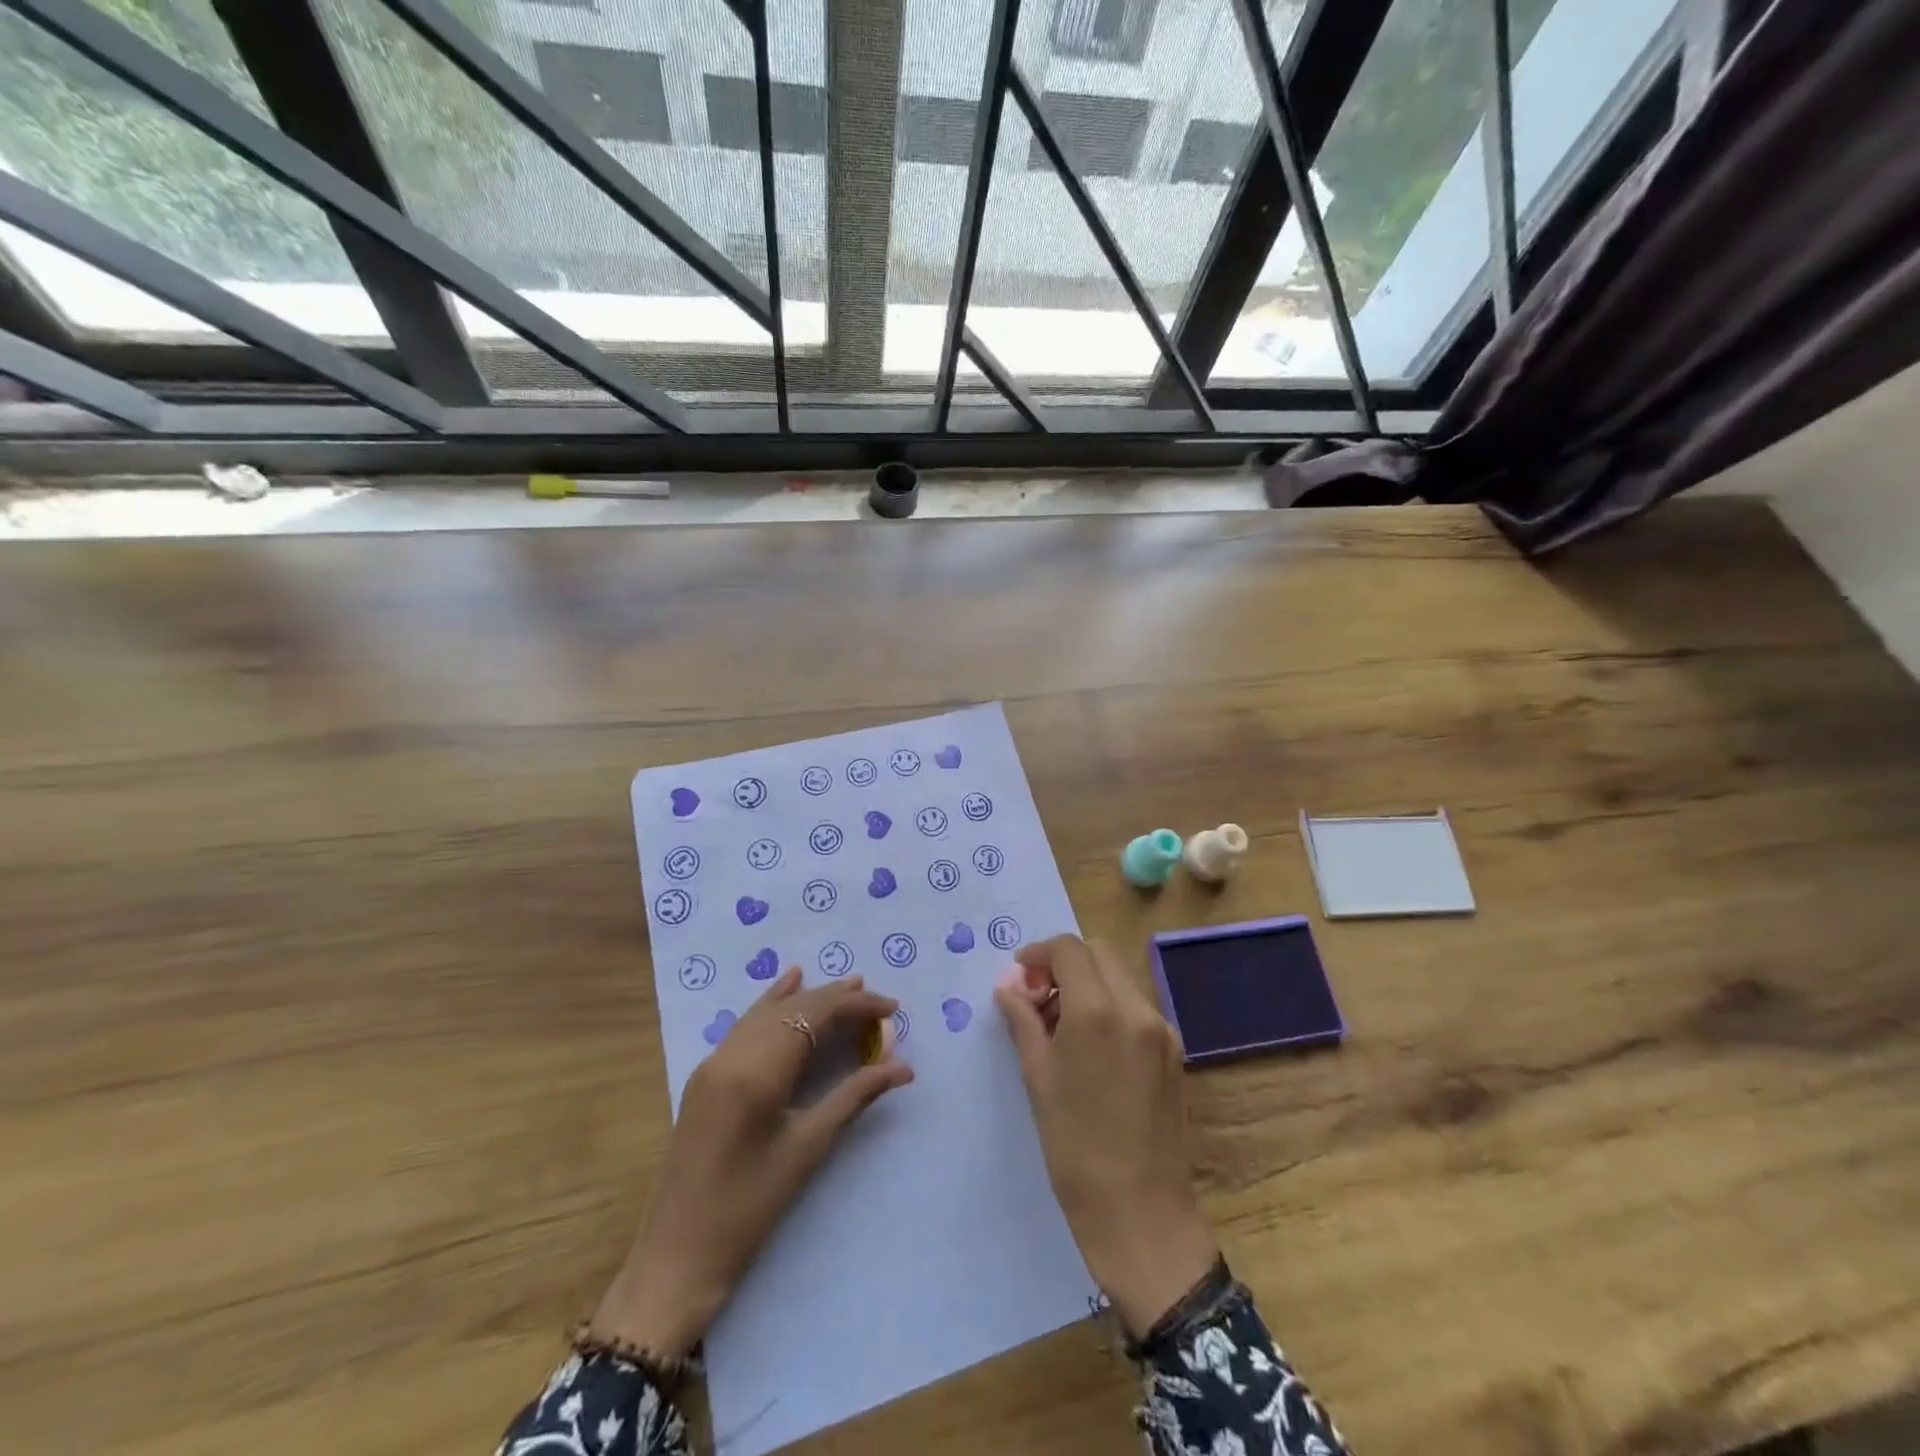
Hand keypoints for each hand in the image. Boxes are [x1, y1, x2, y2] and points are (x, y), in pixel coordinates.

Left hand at [592, 969, 912, 1359]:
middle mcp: (731, 1054)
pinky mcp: (705, 1076)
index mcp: (757, 1071)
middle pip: (793, 1008)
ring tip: (848, 985)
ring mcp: (713, 1062)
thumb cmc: (748, 1210)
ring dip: (809, 998)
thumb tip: (901, 1067)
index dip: (856, 1006)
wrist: (676, 1258)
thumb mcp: (807, 1149)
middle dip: (838, 1000)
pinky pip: (746, 1024)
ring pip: (769, 1011)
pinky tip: (789, 984)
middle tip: (879, 1004)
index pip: (814, 1016)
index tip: (893, 1010)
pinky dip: (774, 1004)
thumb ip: (854, 1097)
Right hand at [995, 935, 1217, 1337]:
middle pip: (1098, 953)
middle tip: (1037, 998)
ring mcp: (1162, 1029)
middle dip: (1064, 963)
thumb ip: (1024, 1022)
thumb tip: (1009, 987)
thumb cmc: (1075, 1149)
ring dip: (1087, 983)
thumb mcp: (1038, 1079)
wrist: (1141, 1215)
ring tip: (1060, 1025)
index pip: (1069, 950)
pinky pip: (1136, 1007)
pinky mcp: (1175, 1051)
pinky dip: (1109, 1006)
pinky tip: (1090, 1046)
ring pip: (1119, 977)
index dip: (1038, 953)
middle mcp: (1136, 1009)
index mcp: (1098, 1012)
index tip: (1019, 976)